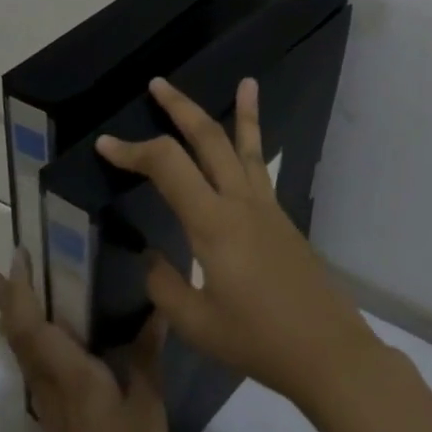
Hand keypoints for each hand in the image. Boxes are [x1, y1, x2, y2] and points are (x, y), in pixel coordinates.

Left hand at [0, 258, 169, 431]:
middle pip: (18, 338)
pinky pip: (37, 374)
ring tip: (11, 298)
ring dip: (14, 323)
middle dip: (4, 302)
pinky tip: (48, 348)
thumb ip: (147, 358)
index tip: (17, 258)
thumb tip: (157, 311)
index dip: (22, 291)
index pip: (35, 326)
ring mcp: (51, 411)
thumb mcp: (148, 408)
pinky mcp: (58, 427)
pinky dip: (32, 348)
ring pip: (23, 357)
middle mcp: (51, 389)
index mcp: (71, 378)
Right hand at [96, 77, 380, 410]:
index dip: (133, 151)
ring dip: (238, 112)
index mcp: (213, 223)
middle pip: (208, 139)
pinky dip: (258, 144)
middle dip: (180, 108)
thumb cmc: (257, 340)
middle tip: (157, 84)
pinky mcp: (281, 218)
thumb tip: (152, 257)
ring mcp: (266, 207)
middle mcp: (240, 202)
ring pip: (247, 145)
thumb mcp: (196, 323)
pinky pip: (263, 169)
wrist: (326, 350)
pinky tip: (254, 141)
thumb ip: (164, 286)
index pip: (167, 167)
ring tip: (244, 80)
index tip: (105, 145)